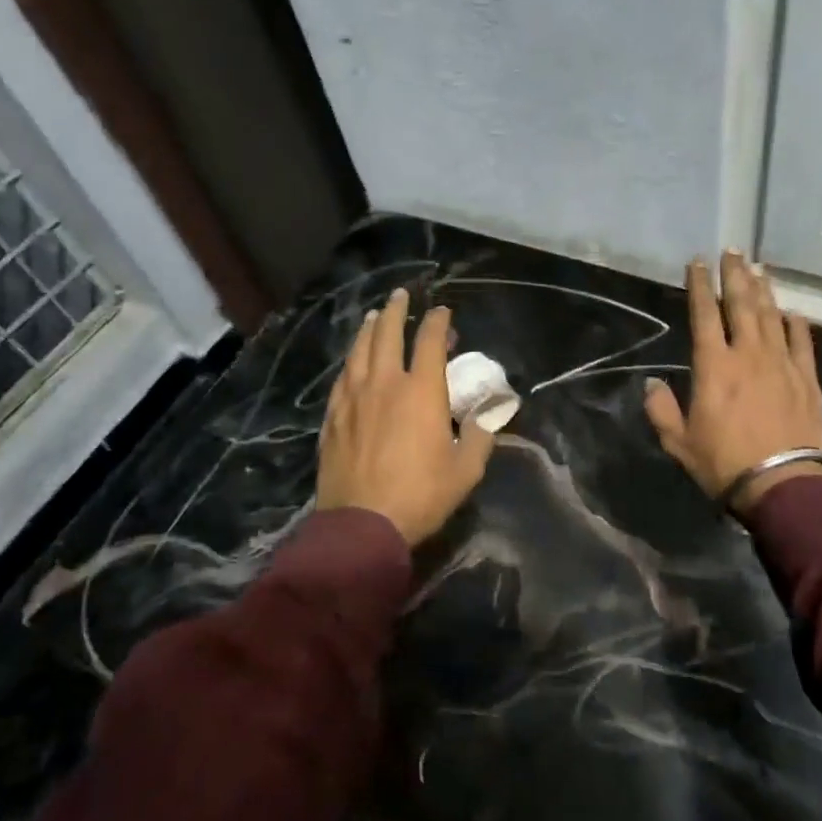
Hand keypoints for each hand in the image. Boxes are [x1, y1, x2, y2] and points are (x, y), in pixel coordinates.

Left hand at [318, 289, 495, 544]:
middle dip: (396, 311)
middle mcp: (384, 384)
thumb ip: (480, 437)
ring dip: (369, 329)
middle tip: (401, 296)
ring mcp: (353, 399)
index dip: (437, 322)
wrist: (362, 525)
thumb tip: (488, 417)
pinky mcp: (333, 417)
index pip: (430, 342)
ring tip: (374, 316)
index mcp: (421, 392)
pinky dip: (350, 361)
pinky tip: (352, 361)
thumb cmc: (421, 496)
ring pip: (359, 351)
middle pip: (387, 334)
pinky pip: (342, 378)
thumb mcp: (465, 471)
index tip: (442, 312)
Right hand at [645, 251, 821, 515]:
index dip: (699, 285)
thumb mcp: (678, 442)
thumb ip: (661, 409)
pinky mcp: (807, 379)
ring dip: (763, 290)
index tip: (698, 262)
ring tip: (757, 268)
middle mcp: (748, 354)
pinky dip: (795, 324)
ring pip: (771, 316)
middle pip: (741, 304)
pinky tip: (791, 312)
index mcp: (714, 366)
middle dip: (734, 275)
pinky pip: (802, 341)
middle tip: (733, 250)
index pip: (704, 314)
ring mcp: (782, 363)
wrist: (783, 486)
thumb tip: (652, 383)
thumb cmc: (724, 464)